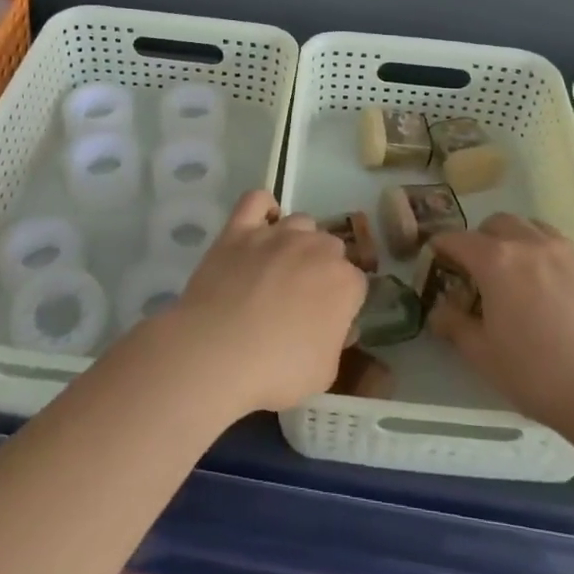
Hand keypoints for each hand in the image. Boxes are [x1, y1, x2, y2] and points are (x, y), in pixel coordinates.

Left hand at [162, 190, 366, 418]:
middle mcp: (316, 248)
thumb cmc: (277, 371)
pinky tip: (260, 225)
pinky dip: (262, 208)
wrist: (217, 353)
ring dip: (297, 241)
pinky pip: (256, 200)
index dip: (342, 303)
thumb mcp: (324, 373)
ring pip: (300, 222)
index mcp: (344, 282)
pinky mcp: (239, 229)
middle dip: (322, 268)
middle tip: (301, 298)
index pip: (356, 283)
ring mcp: (276, 234)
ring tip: (279, 268)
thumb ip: (336, 341)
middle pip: (330, 247)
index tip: (327, 321)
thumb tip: (335, 325)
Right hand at [429, 213, 573, 433]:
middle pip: (498, 223)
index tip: (436, 259)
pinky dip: (550, 259)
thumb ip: (455, 325)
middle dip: (482, 238)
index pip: (458, 239)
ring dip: (518, 240)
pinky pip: (565, 250)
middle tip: (479, 268)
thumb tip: (439, 310)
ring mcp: (569, 253)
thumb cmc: (536, 373)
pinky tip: (555, 292)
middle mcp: (531, 244)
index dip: (442, 246)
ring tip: (518, 272)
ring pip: (535, 228)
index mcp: (497, 261)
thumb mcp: (483, 355)